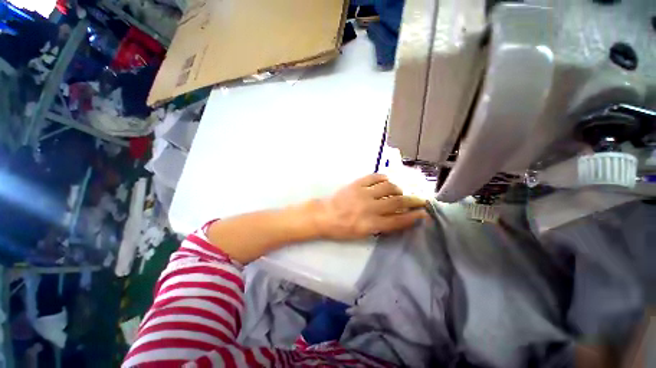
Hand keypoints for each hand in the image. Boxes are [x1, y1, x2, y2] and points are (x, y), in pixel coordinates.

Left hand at [312, 174, 427, 239]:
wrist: (324, 215)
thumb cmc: (342, 229)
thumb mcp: (362, 234)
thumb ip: (380, 227)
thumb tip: (397, 218)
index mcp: (370, 224)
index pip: (397, 220)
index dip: (413, 217)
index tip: (423, 214)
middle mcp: (369, 208)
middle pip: (396, 202)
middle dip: (413, 201)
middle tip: (421, 200)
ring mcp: (363, 193)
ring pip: (388, 187)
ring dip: (398, 189)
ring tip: (399, 192)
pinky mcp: (357, 184)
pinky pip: (374, 177)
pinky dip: (384, 178)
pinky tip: (386, 181)